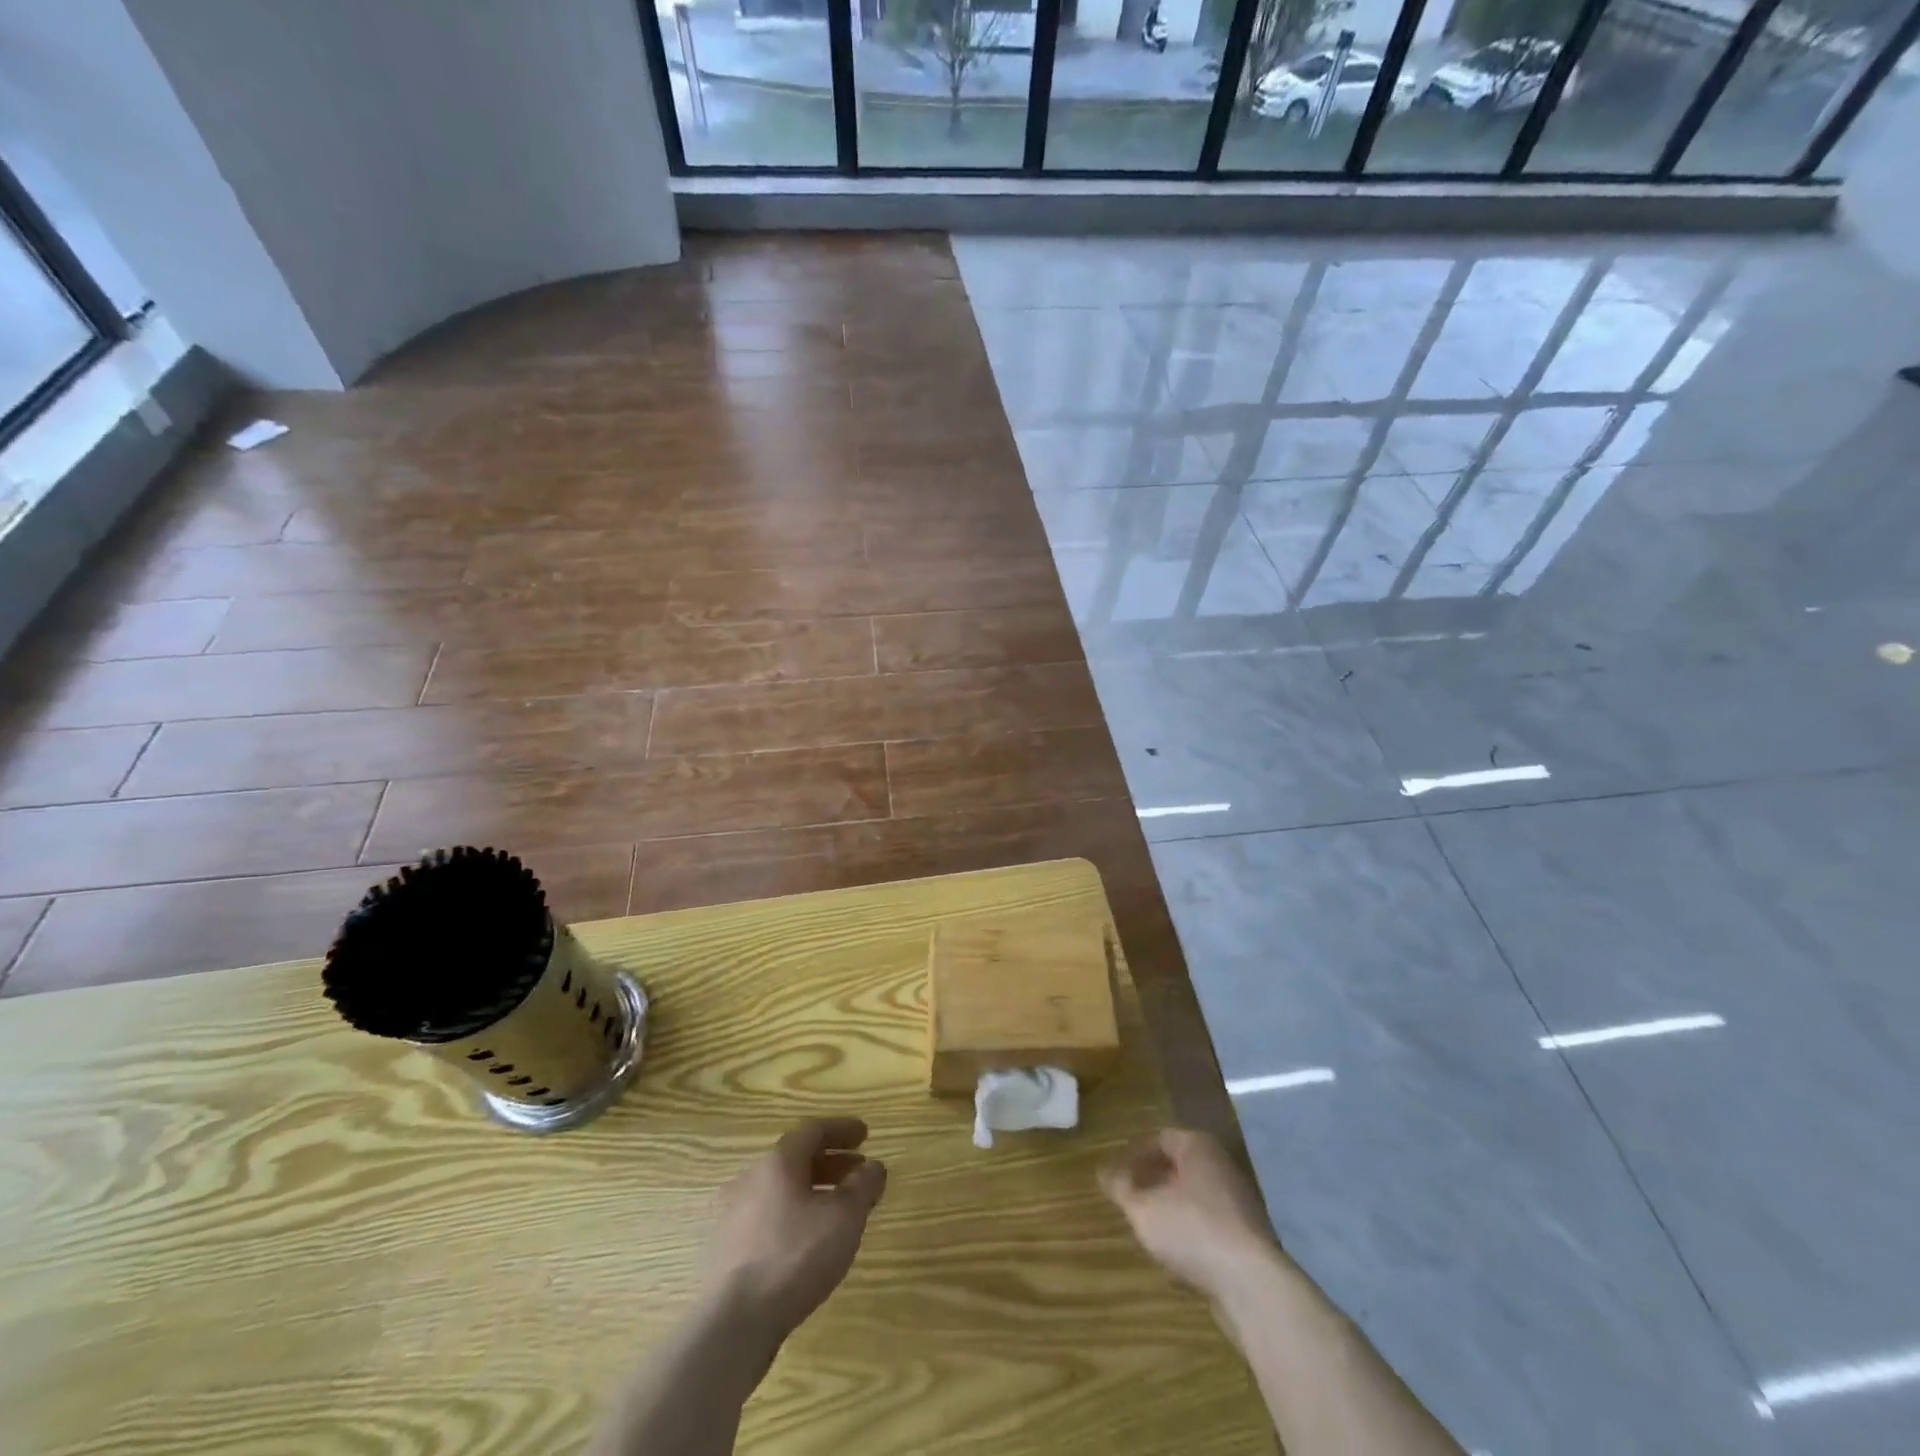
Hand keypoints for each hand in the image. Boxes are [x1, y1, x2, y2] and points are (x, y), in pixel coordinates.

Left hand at [700, 1117, 887, 1344]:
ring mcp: (732, 1215)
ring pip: (779, 1190)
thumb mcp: (844, 1218)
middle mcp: (750, 1179)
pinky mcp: (724, 1250)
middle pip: (795, 1159)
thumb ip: (863, 1186)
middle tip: (857, 1172)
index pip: (813, 1130)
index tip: (865, 1135)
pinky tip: (805, 1242)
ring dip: (811, 1191)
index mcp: (777, 1162)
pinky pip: (766, 1218)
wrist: (733, 1324)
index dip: (842, 1129)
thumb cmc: (794, 1257)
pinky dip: (791, 1216)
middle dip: (830, 1162)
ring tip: (836, 1211)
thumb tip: (873, 1167)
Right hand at [1099, 1127, 1277, 1301]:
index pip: (1161, 1138)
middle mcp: (1221, 1166)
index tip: (1118, 1176)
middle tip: (1131, 1201)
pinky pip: (1212, 1226)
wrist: (1253, 1285)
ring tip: (1150, 1232)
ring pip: (1196, 1198)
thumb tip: (1102, 1171)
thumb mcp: (1143, 1209)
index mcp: (1198, 1147)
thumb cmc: (1192, 1230)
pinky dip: (1192, 1235)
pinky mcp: (1249, 1238)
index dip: (1136, 1155)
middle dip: (1154, 1183)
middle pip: (1180, 1167)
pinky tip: (1177, 1259)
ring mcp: (1239, 1202)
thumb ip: (1121, 1188)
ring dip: (1172, 1211)